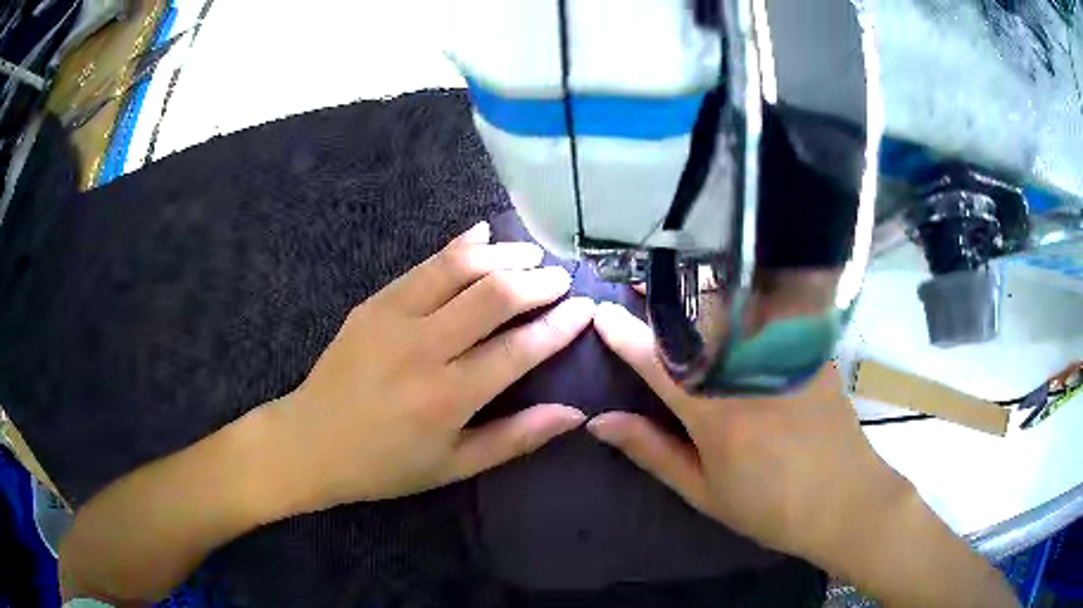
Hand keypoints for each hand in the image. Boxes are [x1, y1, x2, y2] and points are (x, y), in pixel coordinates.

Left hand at [270, 221, 594, 511]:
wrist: (311, 441)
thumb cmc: (385, 464)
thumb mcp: (454, 466)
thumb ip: (515, 438)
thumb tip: (574, 413)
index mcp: (448, 397)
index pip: (520, 349)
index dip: (560, 325)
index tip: (586, 308)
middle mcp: (423, 348)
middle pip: (494, 295)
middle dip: (538, 281)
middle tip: (562, 277)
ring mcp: (393, 317)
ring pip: (459, 267)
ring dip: (503, 254)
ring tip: (532, 254)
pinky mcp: (373, 302)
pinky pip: (423, 264)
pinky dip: (459, 245)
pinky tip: (482, 235)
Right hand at [586, 301, 903, 562]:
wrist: (845, 501)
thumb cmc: (769, 507)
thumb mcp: (704, 491)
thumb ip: (652, 452)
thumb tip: (600, 423)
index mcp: (714, 412)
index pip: (656, 361)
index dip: (624, 334)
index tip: (600, 313)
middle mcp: (746, 372)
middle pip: (698, 317)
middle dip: (663, 296)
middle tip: (642, 285)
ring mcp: (783, 356)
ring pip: (736, 306)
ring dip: (702, 291)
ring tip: (682, 285)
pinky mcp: (811, 351)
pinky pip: (773, 312)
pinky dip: (748, 298)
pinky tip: (739, 298)